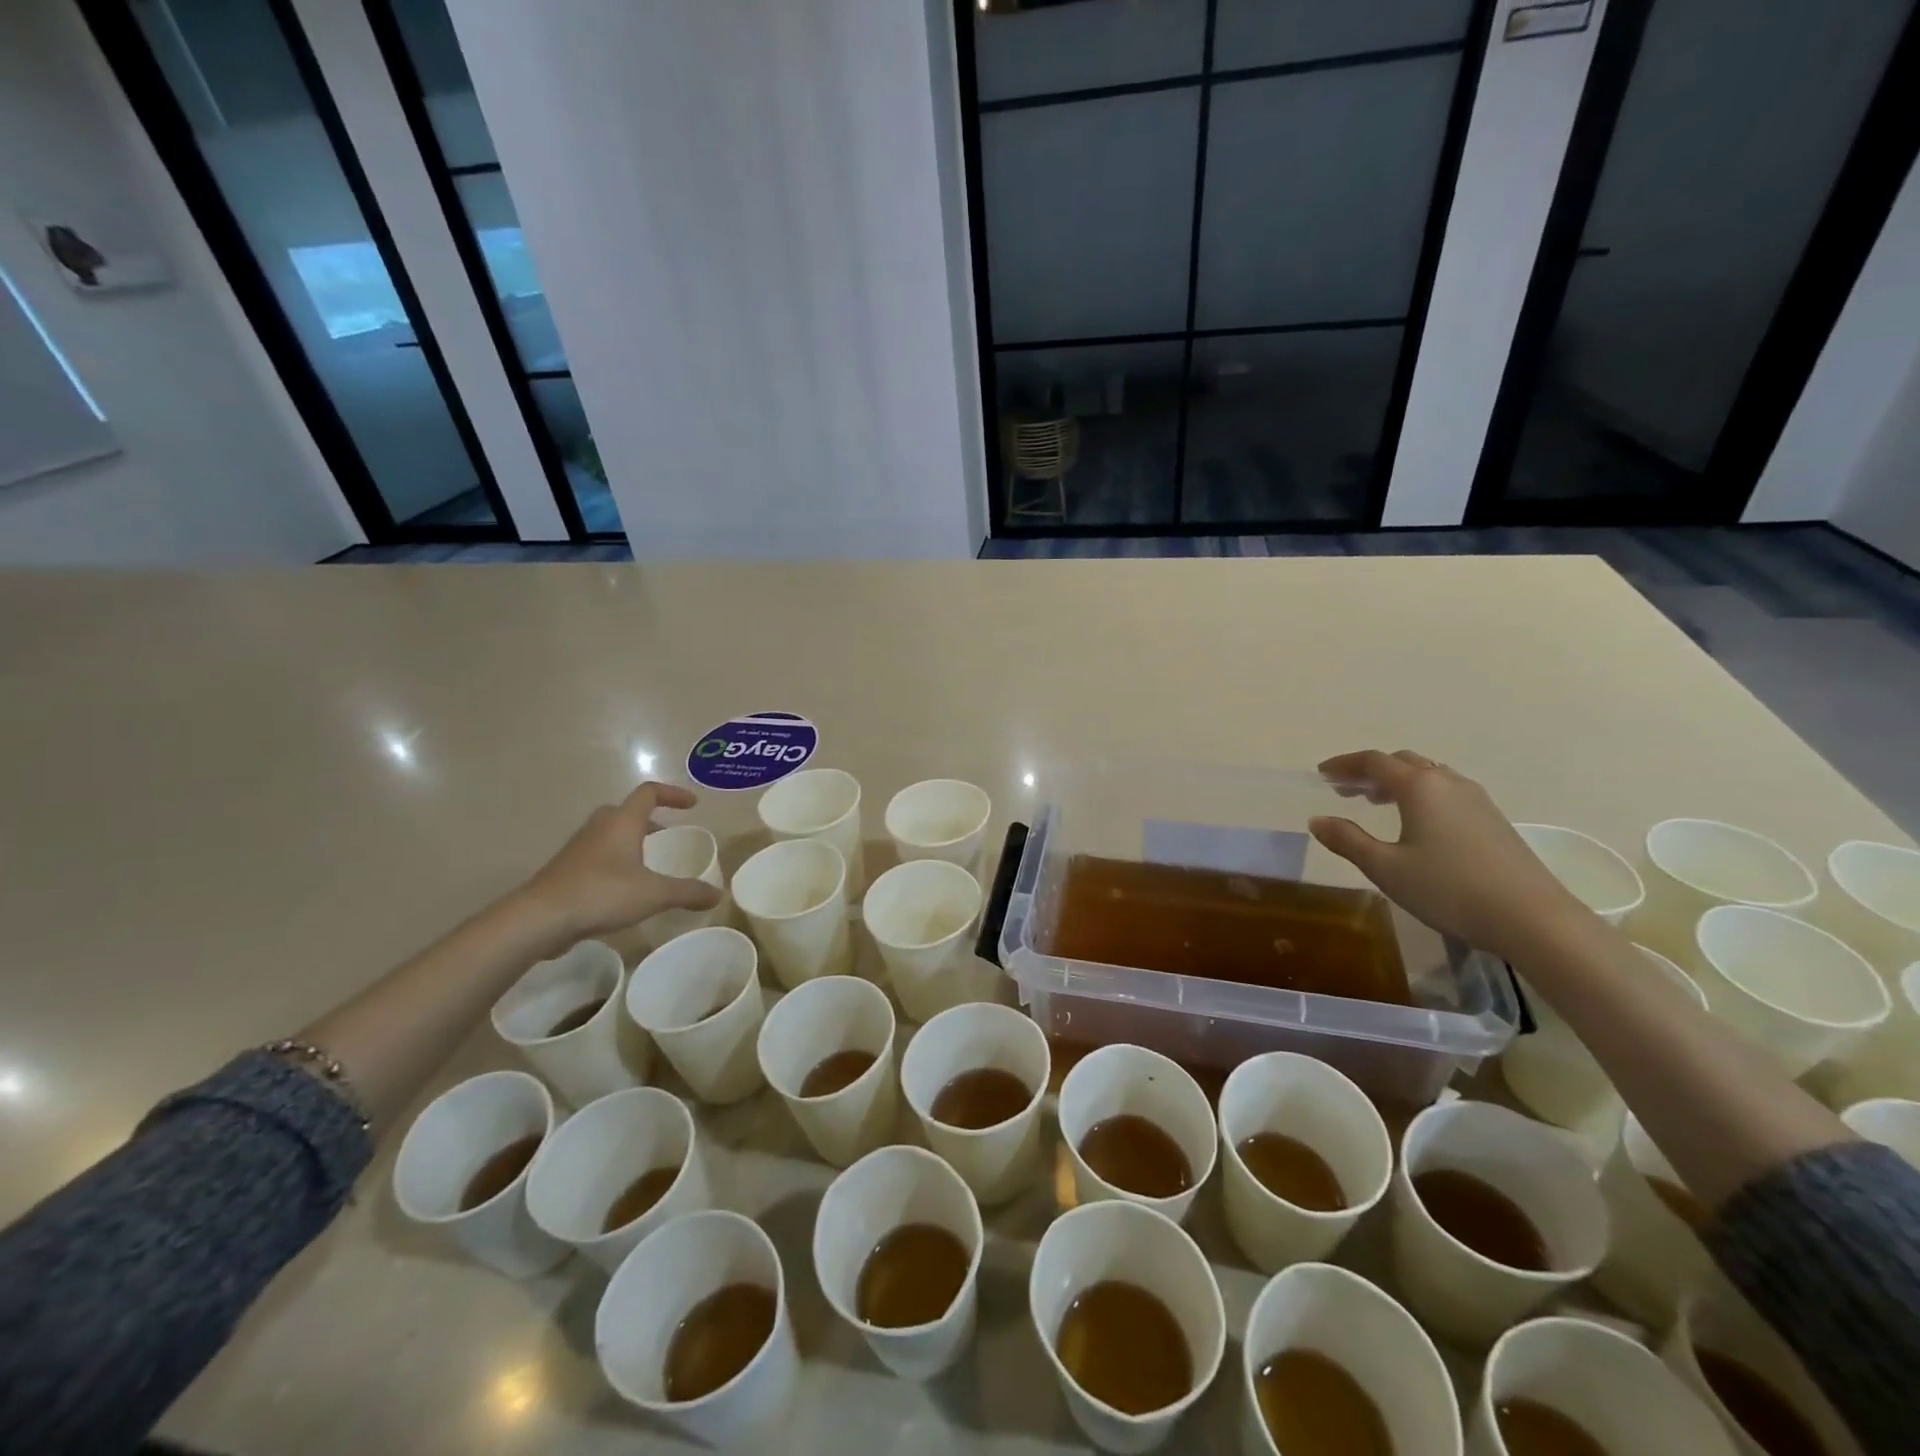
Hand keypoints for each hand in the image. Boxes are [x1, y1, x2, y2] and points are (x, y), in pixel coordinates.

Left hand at [516, 783, 723, 948]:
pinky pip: (595, 855)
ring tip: (646, 862)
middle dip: (647, 819)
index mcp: (622, 822)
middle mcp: (599, 828)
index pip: (649, 793)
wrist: (540, 918)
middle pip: (624, 811)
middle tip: (665, 834)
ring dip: (629, 840)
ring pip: (608, 833)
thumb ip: (688, 892)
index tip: (692, 805)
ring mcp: (578, 848)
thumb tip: (718, 895)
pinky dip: (613, 861)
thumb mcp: (654, 894)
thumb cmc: (602, 893)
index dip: (672, 794)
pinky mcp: (565, 870)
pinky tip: (621, 887)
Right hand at [1308, 750, 1588, 962]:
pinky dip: (1420, 794)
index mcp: (1419, 786)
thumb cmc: (1449, 889)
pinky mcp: (1493, 818)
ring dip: (1396, 782)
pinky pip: (1446, 791)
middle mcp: (1448, 782)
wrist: (1532, 918)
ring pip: (1428, 775)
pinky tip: (1416, 821)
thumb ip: (1348, 840)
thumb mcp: (1386, 868)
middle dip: (1369, 771)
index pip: (1374, 761)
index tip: (1321, 774)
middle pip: (1402, 761)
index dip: (1344, 764)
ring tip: (1375, 802)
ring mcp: (1476, 799)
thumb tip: (1317, 820)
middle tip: (1344, 789)